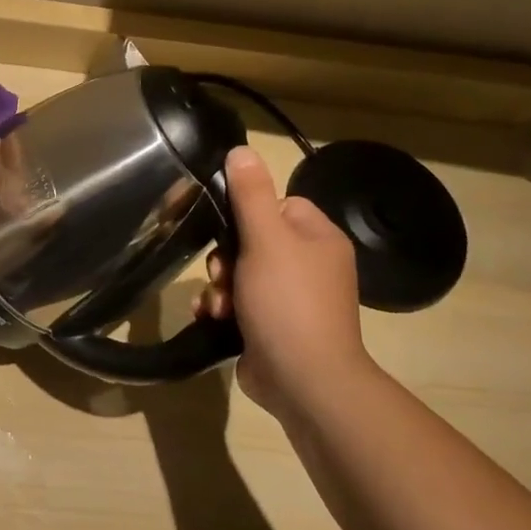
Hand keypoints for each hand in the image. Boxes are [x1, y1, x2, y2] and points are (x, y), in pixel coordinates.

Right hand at [193, 146, 367, 414]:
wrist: (304, 380)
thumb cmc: (288, 301)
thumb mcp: (266, 239)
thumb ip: (250, 194)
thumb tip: (241, 149)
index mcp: (317, 239)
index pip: (277, 204)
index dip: (247, 213)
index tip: (228, 226)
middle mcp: (308, 266)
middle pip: (252, 240)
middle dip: (226, 257)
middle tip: (221, 272)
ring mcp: (290, 299)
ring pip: (239, 274)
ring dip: (219, 286)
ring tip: (218, 304)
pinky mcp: (271, 327)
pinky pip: (238, 303)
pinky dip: (222, 308)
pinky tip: (213, 318)